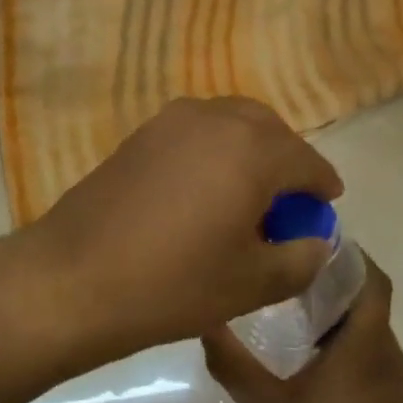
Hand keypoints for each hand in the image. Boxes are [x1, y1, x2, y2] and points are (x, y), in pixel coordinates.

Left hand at [18, 97, 341, 363]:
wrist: (76, 275)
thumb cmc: (173, 283)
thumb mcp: (253, 283)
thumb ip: (301, 258)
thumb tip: (314, 240)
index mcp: (251, 149)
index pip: (305, 160)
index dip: (321, 186)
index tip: (326, 206)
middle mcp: (213, 119)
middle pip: (268, 129)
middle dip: (287, 159)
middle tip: (289, 200)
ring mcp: (169, 121)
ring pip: (228, 122)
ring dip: (249, 148)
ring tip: (248, 192)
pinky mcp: (139, 135)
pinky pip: (194, 130)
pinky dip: (213, 148)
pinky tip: (205, 188)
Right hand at [202, 256, 402, 402]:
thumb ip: (233, 363)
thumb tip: (203, 319)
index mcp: (364, 345)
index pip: (370, 278)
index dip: (346, 251)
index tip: (305, 233)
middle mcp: (383, 352)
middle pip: (366, 293)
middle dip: (330, 270)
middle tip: (281, 256)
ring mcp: (386, 377)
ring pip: (364, 320)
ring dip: (332, 299)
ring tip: (283, 288)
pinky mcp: (381, 397)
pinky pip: (362, 343)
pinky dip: (336, 328)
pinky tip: (298, 339)